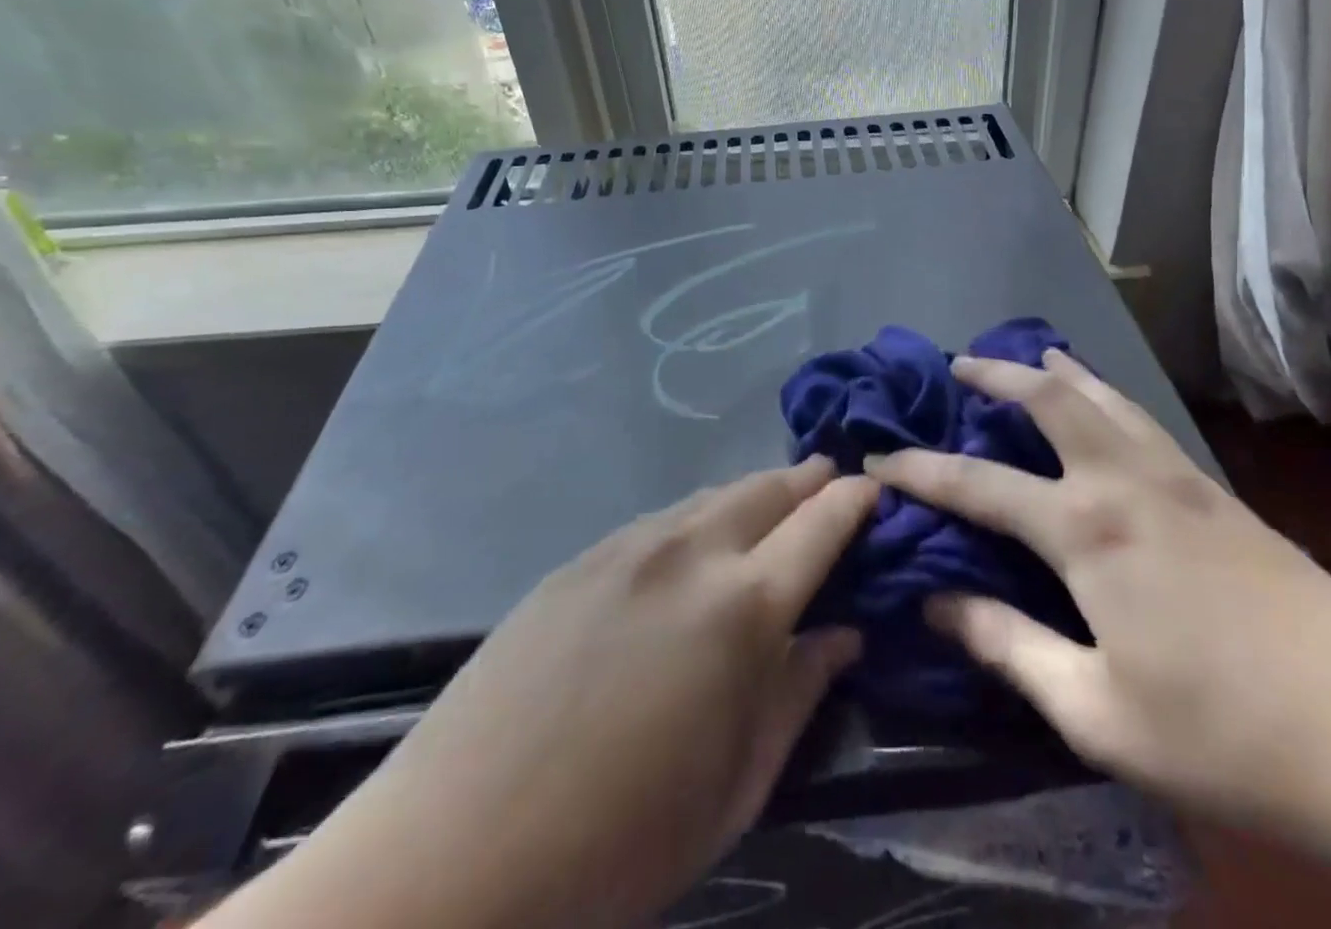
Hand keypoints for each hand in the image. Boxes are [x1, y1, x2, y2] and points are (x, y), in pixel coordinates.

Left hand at [229, 458, 878, 928]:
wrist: (456, 851)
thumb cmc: (620, 844)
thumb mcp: (736, 786)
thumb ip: (798, 693)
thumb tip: (843, 633)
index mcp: (742, 608)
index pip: (820, 526)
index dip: (854, 501)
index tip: (874, 489)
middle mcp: (691, 552)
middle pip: (767, 490)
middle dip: (807, 480)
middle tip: (831, 479)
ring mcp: (630, 546)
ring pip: (713, 497)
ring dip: (754, 494)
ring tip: (773, 504)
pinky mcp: (582, 558)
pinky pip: (662, 520)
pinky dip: (699, 518)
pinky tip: (696, 545)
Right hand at [864, 350, 1330, 831]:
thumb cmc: (1226, 739)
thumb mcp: (1095, 713)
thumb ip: (1008, 646)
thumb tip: (934, 604)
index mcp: (1086, 531)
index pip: (976, 485)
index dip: (918, 470)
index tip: (875, 458)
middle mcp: (1124, 481)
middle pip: (1046, 400)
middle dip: (993, 376)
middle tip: (955, 365)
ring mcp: (1175, 477)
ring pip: (1100, 395)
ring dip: (1052, 370)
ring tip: (1022, 356)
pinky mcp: (1215, 489)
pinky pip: (1140, 417)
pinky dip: (1104, 393)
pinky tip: (1102, 400)